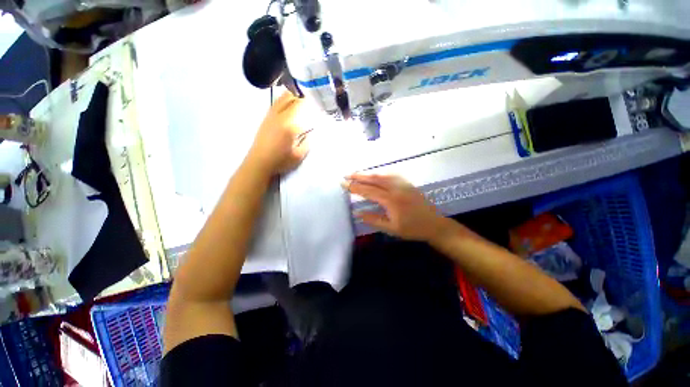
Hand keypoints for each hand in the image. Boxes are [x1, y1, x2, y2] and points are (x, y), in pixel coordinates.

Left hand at [247, 92, 309, 175]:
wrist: (259, 162)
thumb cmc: (280, 161)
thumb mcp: (298, 155)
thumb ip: (307, 142)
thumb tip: (311, 132)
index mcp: (288, 125)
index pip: (300, 106)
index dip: (309, 101)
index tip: (317, 101)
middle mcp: (279, 116)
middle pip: (290, 97)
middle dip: (301, 95)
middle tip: (310, 98)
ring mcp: (270, 116)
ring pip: (281, 99)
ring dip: (291, 95)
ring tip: (300, 96)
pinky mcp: (265, 119)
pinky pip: (275, 104)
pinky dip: (283, 100)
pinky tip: (287, 103)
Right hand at [344, 174, 451, 241]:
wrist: (434, 225)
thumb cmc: (412, 229)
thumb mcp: (391, 228)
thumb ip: (373, 219)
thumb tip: (356, 213)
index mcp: (391, 200)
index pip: (368, 191)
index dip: (354, 187)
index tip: (343, 183)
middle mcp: (396, 188)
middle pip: (374, 179)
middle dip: (358, 176)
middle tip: (346, 175)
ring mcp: (403, 184)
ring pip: (382, 175)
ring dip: (368, 173)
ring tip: (357, 174)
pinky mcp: (407, 184)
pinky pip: (391, 175)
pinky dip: (380, 173)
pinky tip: (376, 174)